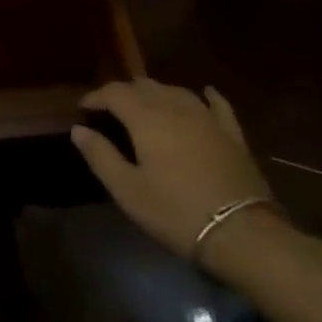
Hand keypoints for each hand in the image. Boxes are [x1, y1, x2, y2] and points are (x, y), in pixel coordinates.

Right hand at [70, 79, 274, 266]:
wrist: (243, 234)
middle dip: (124, 92)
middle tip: (110, 110)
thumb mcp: (127, 190)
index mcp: (146, 119)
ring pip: (177, 91)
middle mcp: (176, 108)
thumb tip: (79, 129)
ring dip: (157, 92)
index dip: (96, 96)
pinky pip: (218, 106)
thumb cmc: (176, 212)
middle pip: (145, 86)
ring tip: (145, 103)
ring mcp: (208, 119)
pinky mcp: (233, 136)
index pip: (115, 93)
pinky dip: (208, 96)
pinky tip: (205, 92)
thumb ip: (100, 155)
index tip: (83, 109)